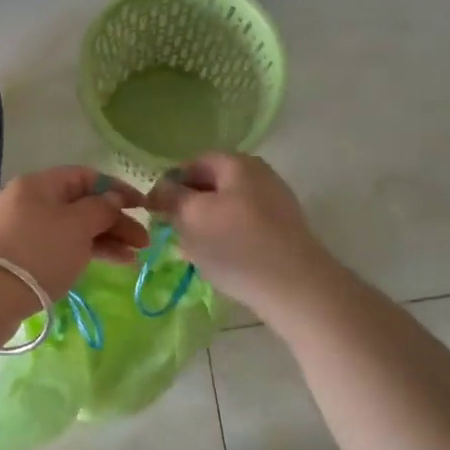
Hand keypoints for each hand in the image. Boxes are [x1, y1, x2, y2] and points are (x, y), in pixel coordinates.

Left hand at [0, 167, 149, 297]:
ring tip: (132, 259)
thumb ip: (101, 208)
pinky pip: (58, 249)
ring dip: (103, 241)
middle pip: (79, 205)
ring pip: (70, 230)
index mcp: (39, 184)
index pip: (86, 176)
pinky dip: (82, 254)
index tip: (144, 208)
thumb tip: (113, 199)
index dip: (118, 190)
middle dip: (114, 221)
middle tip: (143, 243)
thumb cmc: (37, 252)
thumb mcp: (77, 226)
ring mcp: (20, 232)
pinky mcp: (17, 259)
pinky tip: (104, 265)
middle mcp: (27, 202)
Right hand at [145, 154, 337, 318]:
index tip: (155, 211)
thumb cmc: (236, 245)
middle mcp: (260, 176)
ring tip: (193, 253)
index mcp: (238, 163)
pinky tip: (219, 263)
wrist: (293, 286)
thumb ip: (170, 197)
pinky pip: (242, 229)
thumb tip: (160, 188)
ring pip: (225, 210)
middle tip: (172, 234)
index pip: (193, 164)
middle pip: (211, 187)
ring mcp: (274, 204)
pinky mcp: (280, 232)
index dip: (170, 185)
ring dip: (204, 228)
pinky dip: (225, 241)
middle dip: (187, 209)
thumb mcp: (192, 216)